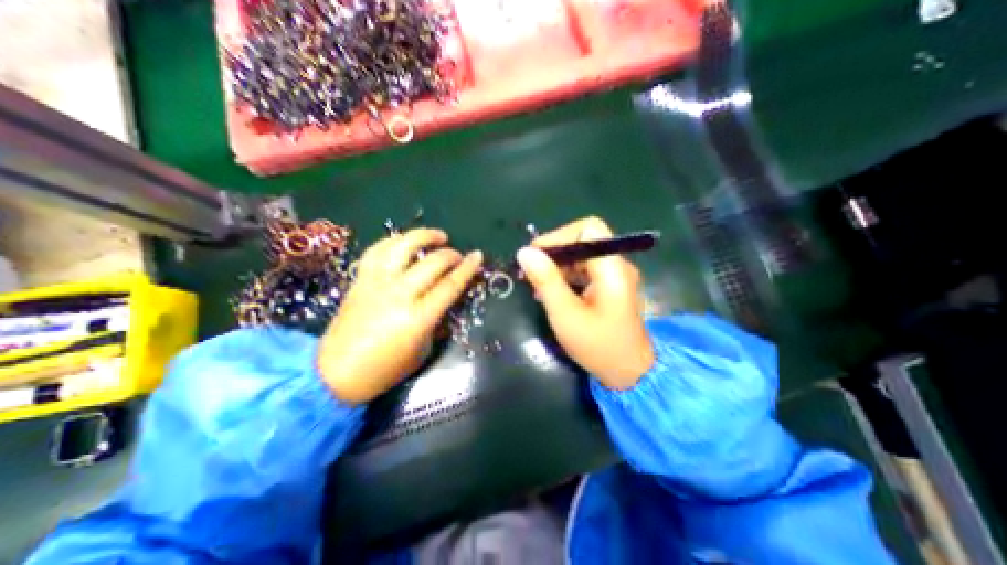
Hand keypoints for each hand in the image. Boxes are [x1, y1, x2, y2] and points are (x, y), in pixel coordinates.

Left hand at [321, 228, 480, 403]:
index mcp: (418, 317)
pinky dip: (395, 241)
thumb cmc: (385, 369)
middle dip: (451, 254)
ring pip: (403, 246)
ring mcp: (376, 283)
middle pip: (431, 263)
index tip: (478, 256)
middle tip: (458, 255)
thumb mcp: (423, 349)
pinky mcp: (360, 279)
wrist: (335, 373)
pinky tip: (405, 242)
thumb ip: (436, 320)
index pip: (450, 285)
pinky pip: (378, 250)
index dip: (467, 268)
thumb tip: (444, 299)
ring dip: (424, 236)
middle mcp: (398, 294)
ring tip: (437, 236)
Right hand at [519, 216, 652, 387]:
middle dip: (554, 254)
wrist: (629, 374)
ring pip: (581, 257)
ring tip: (538, 286)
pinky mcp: (609, 287)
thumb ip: (546, 280)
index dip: (560, 236)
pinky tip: (552, 294)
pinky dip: (565, 277)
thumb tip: (524, 252)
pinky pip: (584, 271)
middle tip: (532, 274)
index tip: (535, 255)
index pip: (588, 229)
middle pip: (583, 242)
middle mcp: (617, 266)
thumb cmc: (598, 345)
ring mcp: (614, 277)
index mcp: (612, 268)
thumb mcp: (565, 313)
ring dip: (557, 267)